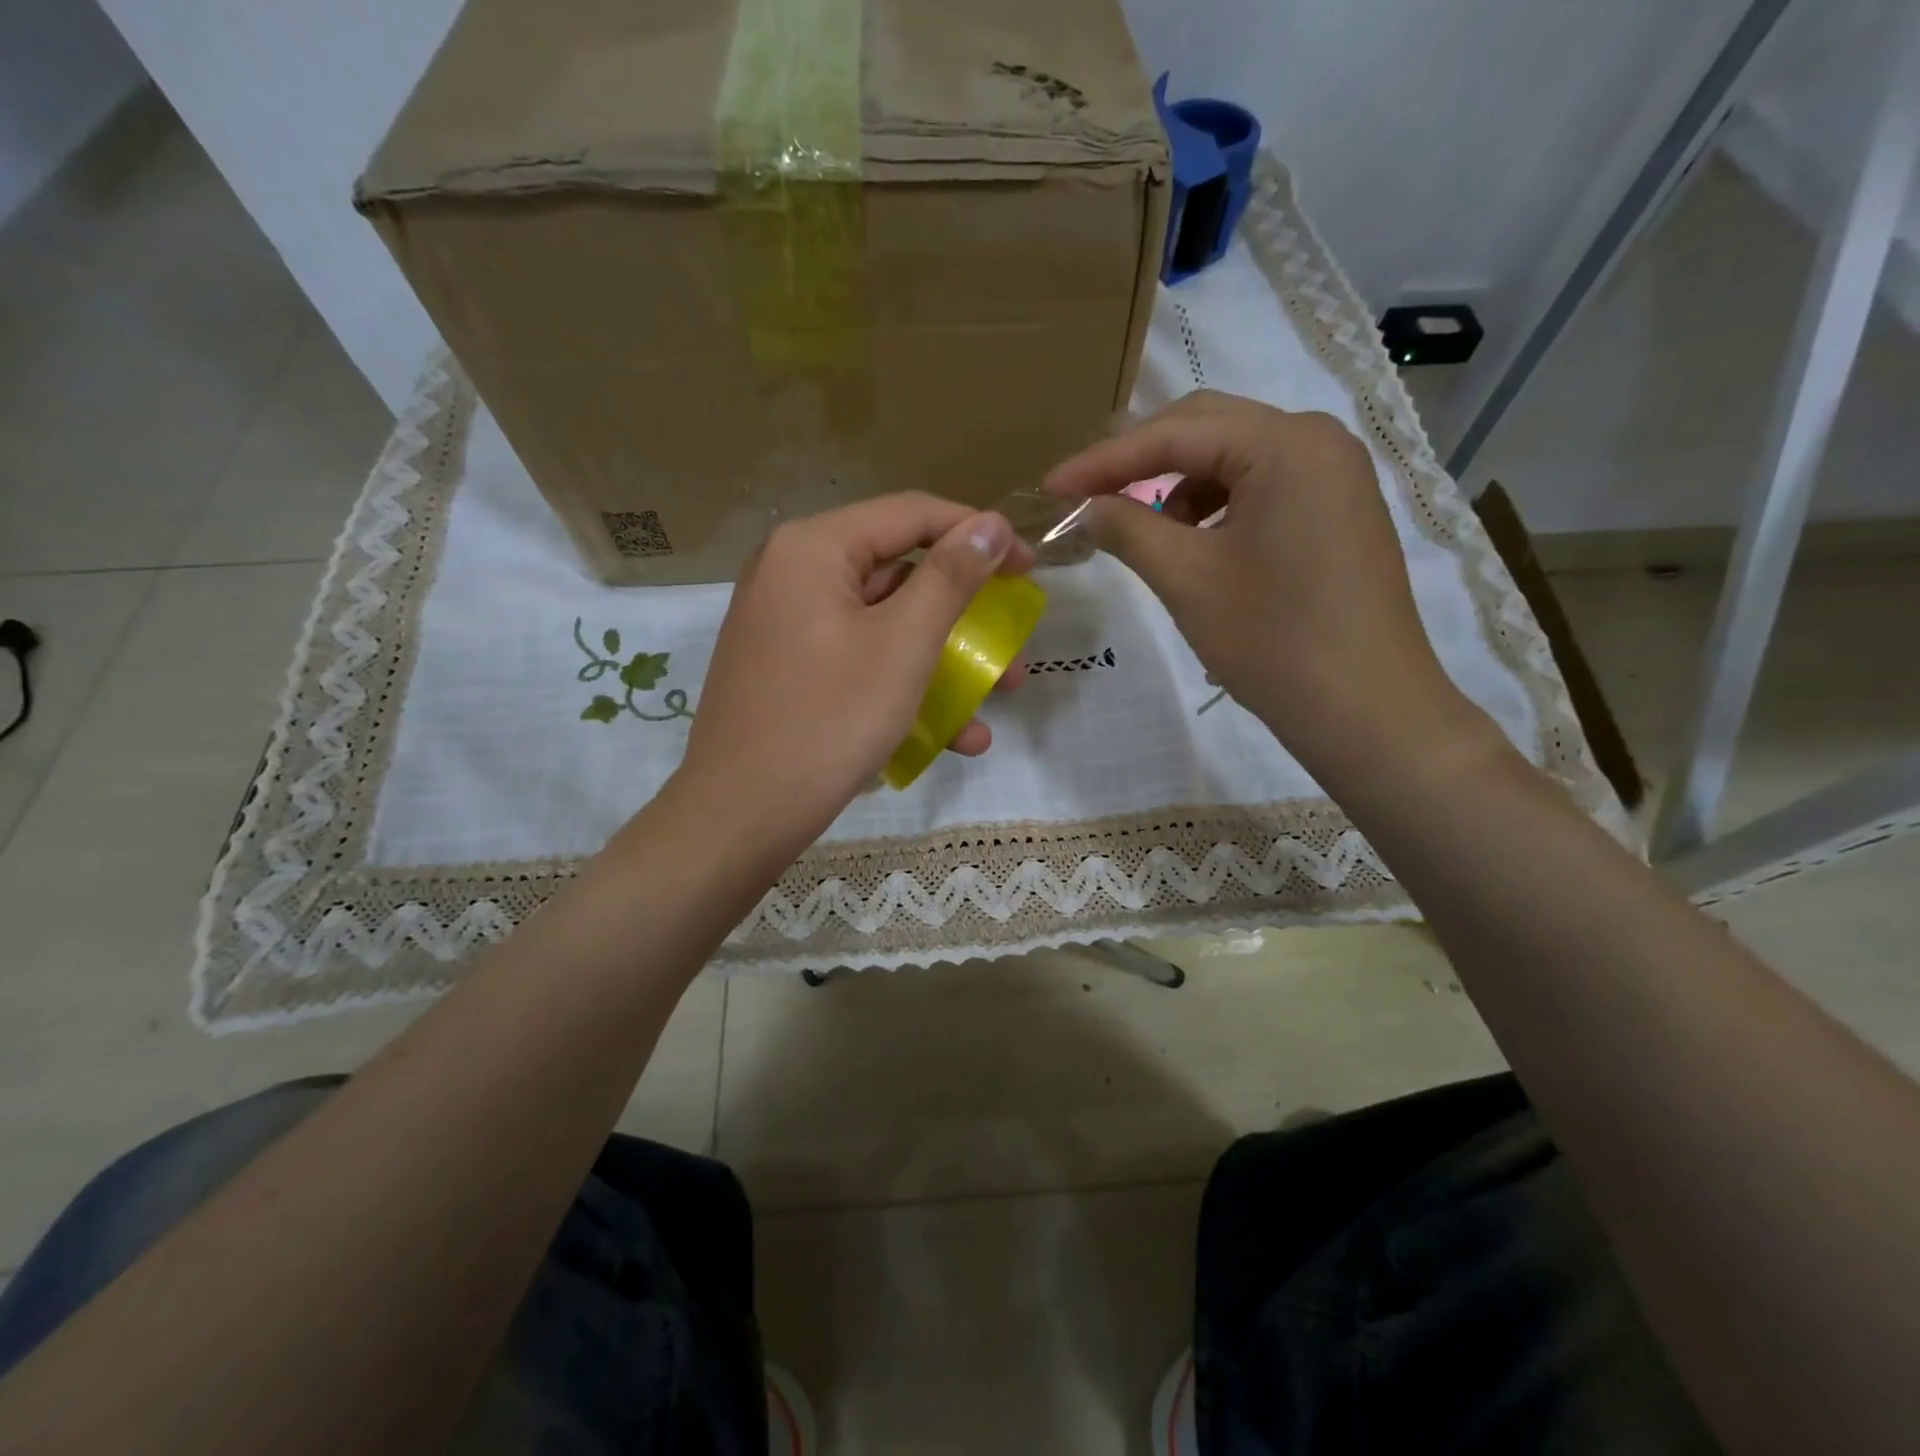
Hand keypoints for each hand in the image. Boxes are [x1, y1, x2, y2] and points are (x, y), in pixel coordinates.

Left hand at [674, 493, 1032, 856]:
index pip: (911, 515)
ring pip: (883, 624)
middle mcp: (792, 573)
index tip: (1029, 569)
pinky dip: (903, 685)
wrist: (739, 816)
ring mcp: (786, 625)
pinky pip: (857, 659)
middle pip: (899, 573)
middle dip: (965, 614)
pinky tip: (954, 735)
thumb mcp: (903, 645)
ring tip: (998, 696)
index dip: (978, 535)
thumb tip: (992, 524)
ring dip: (945, 659)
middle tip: (1012, 639)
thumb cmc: (828, 721)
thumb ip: (951, 577)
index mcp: (813, 548)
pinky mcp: (788, 670)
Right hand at [1046, 391, 1488, 778]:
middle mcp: (1318, 441)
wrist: (1366, 711)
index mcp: (1286, 443)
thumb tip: (1084, 508)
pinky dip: (1217, 509)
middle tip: (1087, 495)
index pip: (1175, 433)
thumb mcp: (1186, 579)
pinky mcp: (1339, 513)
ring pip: (1235, 460)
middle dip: (1141, 462)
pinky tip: (1195, 546)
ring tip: (1144, 532)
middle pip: (1208, 430)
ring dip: (1179, 487)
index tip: (1052, 487)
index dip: (1104, 461)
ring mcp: (1336, 477)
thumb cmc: (1273, 640)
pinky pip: (1263, 489)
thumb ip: (1127, 528)